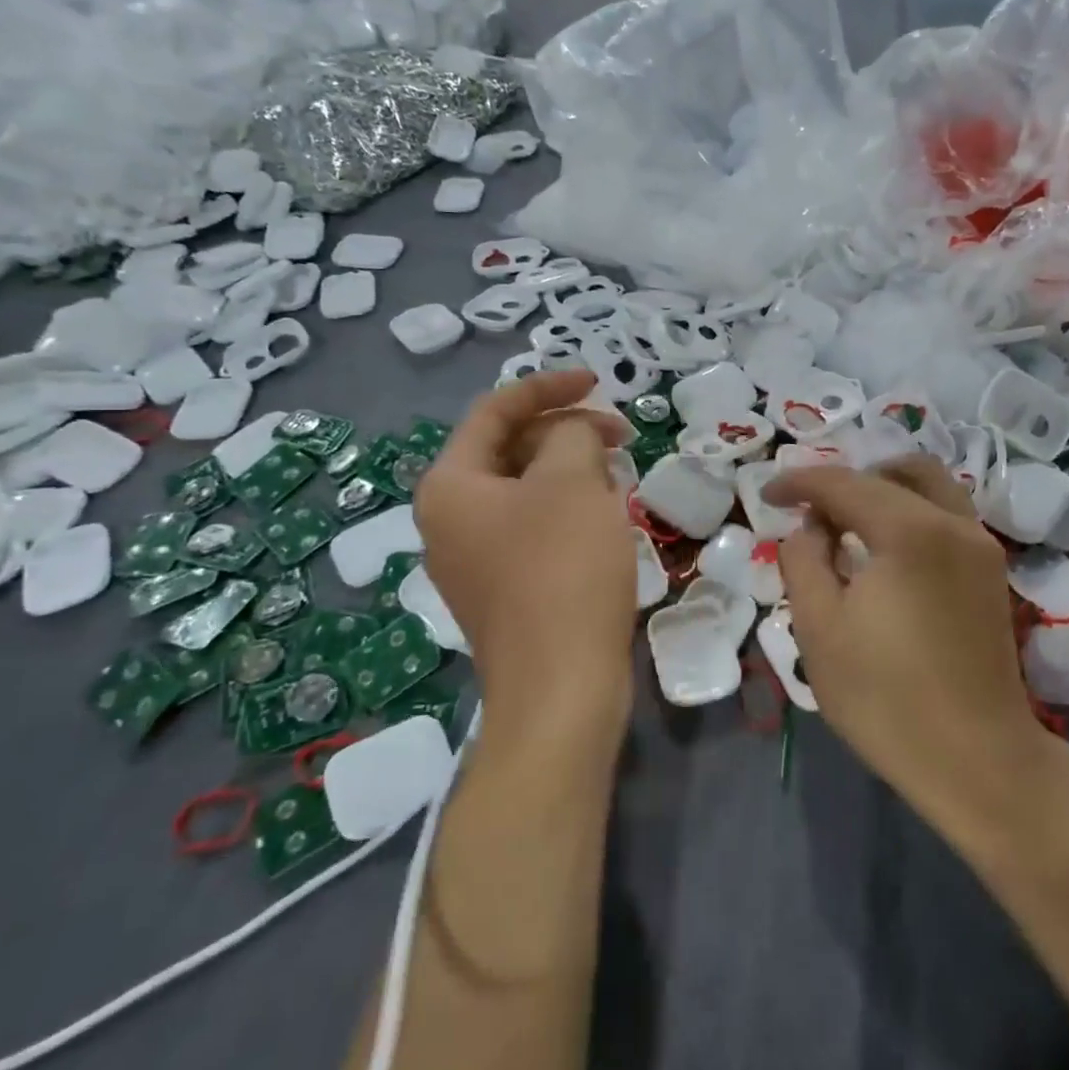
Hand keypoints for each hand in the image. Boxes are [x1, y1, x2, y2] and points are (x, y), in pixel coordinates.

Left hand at [416, 371, 636, 754]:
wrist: (561, 689)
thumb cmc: (561, 570)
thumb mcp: (571, 481)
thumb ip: (571, 433)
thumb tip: (572, 434)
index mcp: (450, 485)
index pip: (494, 411)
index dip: (548, 386)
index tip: (597, 380)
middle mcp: (449, 519)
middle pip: (509, 449)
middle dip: (565, 431)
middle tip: (620, 433)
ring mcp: (474, 559)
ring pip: (526, 490)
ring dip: (571, 470)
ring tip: (617, 473)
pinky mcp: (504, 589)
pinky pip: (534, 528)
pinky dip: (568, 508)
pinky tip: (606, 516)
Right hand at [766, 457, 1059, 842]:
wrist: (978, 762)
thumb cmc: (886, 698)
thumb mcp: (818, 628)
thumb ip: (803, 560)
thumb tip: (812, 528)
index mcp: (910, 531)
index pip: (844, 483)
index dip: (799, 482)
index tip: (766, 495)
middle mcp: (954, 524)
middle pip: (894, 472)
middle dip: (845, 481)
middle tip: (811, 511)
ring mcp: (981, 546)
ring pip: (930, 485)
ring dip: (884, 488)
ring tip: (846, 523)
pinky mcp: (991, 572)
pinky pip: (946, 514)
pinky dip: (910, 510)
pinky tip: (884, 549)